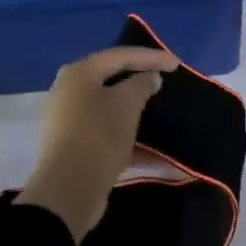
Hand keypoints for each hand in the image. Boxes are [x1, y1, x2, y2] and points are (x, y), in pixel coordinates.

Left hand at [17, 45, 180, 241]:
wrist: (69, 189)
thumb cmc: (99, 135)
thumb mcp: (127, 104)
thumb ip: (142, 84)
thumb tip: (148, 77)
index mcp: (78, 74)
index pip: (119, 56)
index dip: (151, 57)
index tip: (177, 64)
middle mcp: (68, 92)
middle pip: (111, 81)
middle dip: (140, 83)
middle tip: (164, 83)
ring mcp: (68, 121)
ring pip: (109, 110)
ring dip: (135, 113)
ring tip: (160, 115)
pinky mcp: (74, 147)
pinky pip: (107, 134)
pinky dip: (129, 139)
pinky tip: (154, 153)